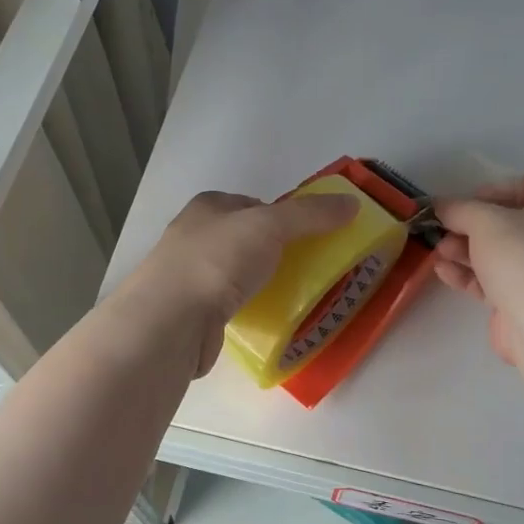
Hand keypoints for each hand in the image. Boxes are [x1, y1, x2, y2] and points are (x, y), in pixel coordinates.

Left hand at [127, 191, 358, 373]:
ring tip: (290, 296)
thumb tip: (352, 203)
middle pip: (244, 239)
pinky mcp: (189, 312)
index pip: (253, 204)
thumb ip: (310, 214)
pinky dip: (246, 309)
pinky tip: (263, 320)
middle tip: (306, 268)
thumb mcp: (270, 225)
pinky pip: (227, 304)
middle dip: (273, 252)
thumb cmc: (217, 260)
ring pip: (235, 274)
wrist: (171, 320)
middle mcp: (193, 236)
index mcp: (208, 207)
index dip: (282, 216)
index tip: (309, 236)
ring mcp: (187, 276)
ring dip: (260, 282)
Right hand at [432, 177, 523, 363]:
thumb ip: (458, 209)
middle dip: (468, 226)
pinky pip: (495, 278)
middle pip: (505, 221)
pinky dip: (470, 273)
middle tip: (442, 231)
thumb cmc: (521, 258)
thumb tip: (440, 205)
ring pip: (497, 251)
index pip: (523, 186)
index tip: (460, 205)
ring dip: (464, 250)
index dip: (488, 192)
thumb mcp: (484, 222)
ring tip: (438, 253)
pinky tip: (443, 272)